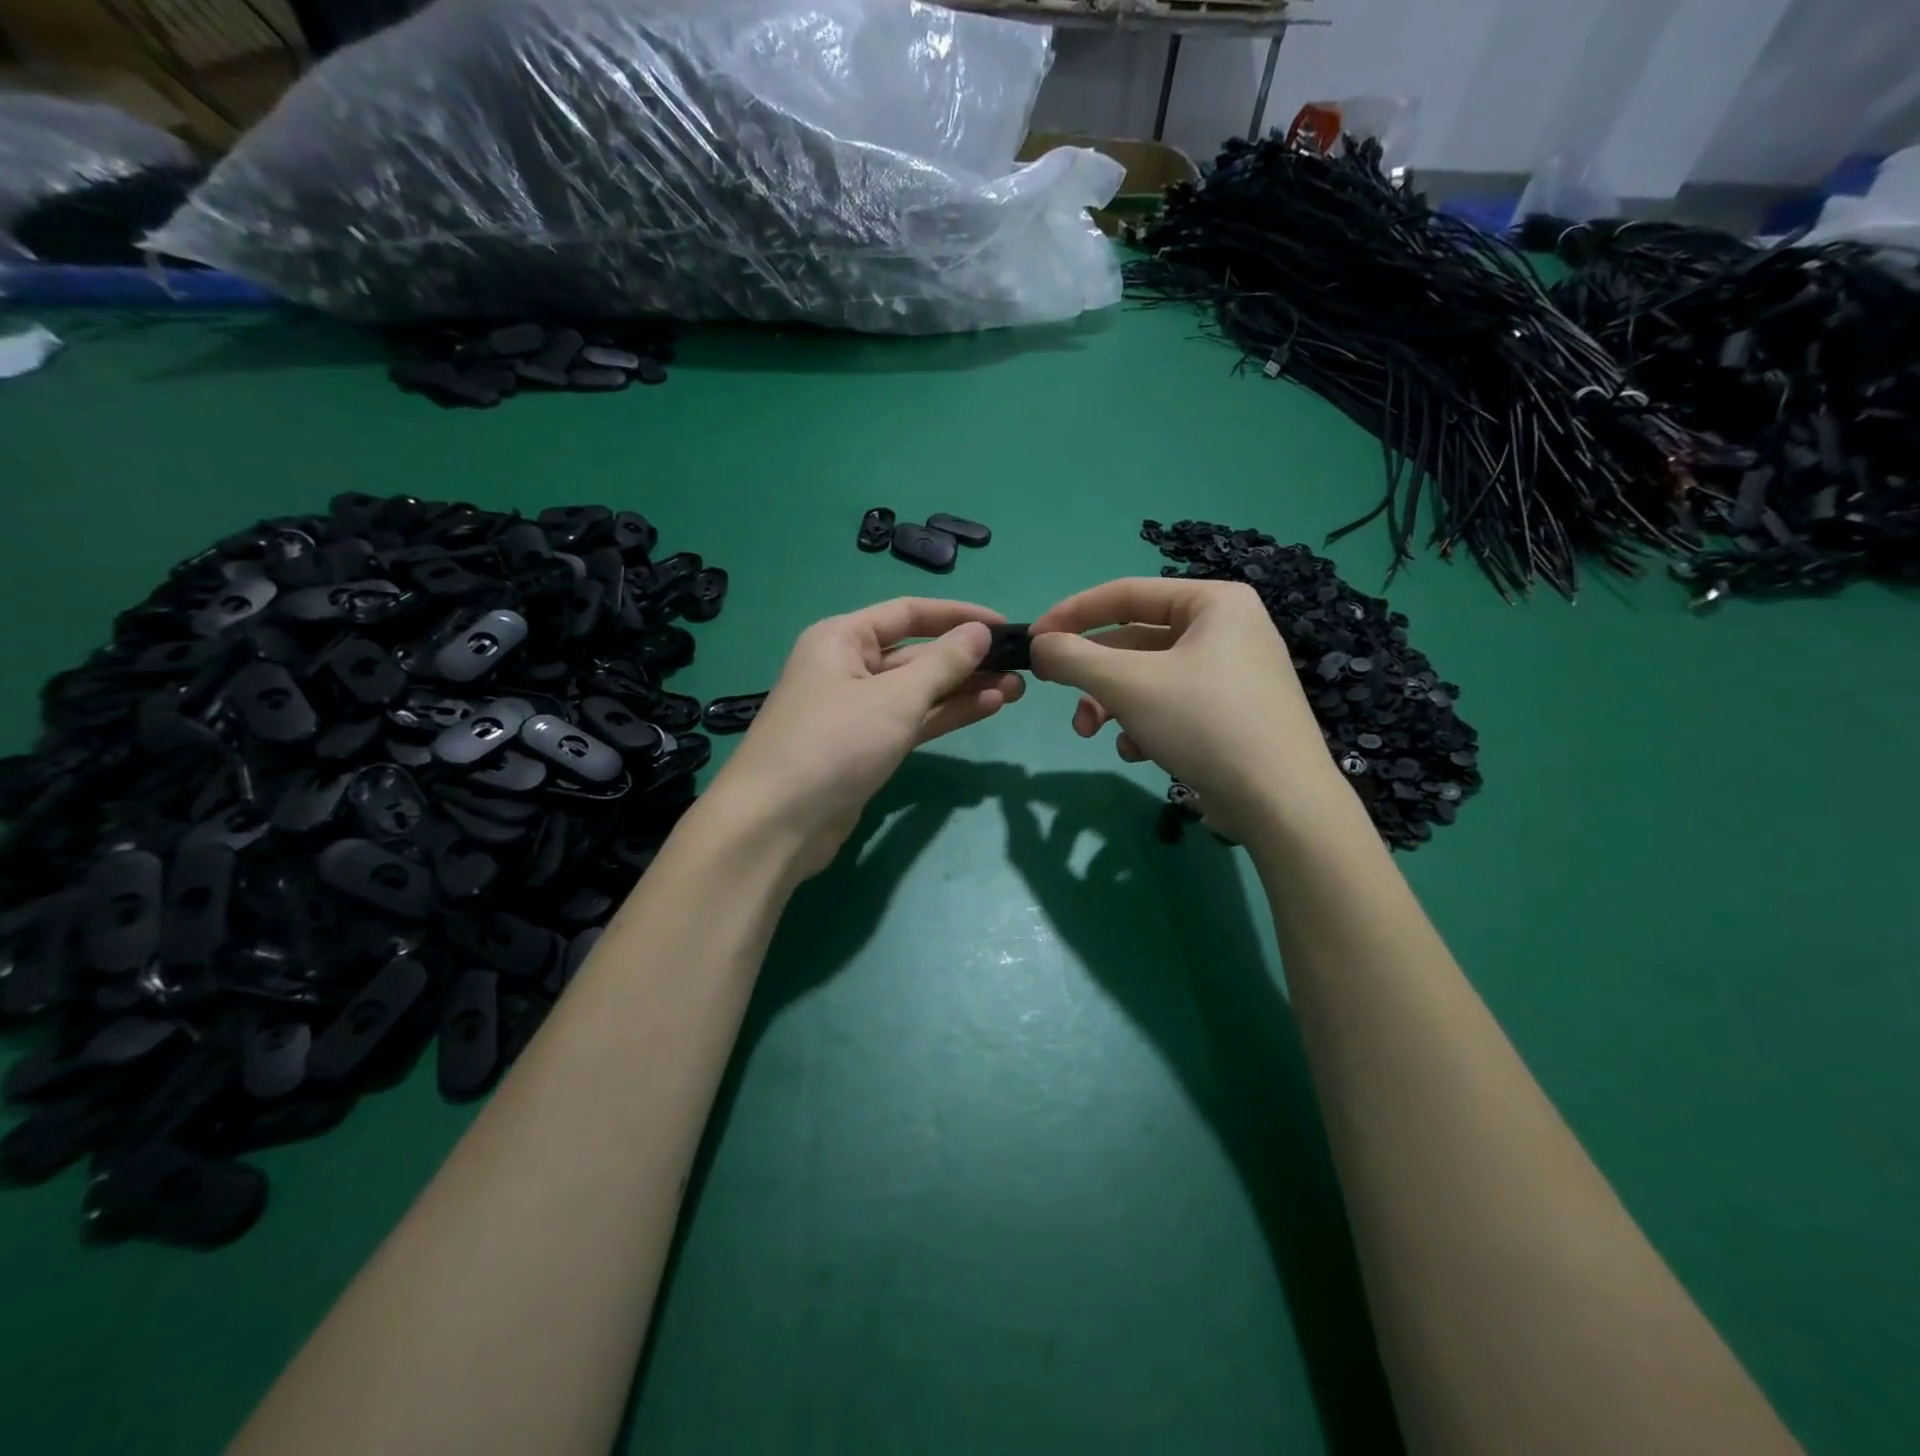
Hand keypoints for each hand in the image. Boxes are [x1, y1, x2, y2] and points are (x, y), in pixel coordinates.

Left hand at [708, 598, 1025, 877]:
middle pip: (916, 653)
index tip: (1004, 626)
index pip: (909, 613)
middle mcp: (847, 667)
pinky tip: (987, 708)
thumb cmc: (834, 743)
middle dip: (966, 659)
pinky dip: (946, 715)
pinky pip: (912, 721)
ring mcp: (856, 711)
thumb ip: (943, 663)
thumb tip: (980, 632)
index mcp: (842, 638)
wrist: (777, 824)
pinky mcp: (864, 748)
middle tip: (1019, 666)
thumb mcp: (895, 697)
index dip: (958, 616)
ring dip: (964, 689)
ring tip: (1015, 689)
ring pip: (918, 691)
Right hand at [1029, 577, 1346, 839]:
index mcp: (1213, 602)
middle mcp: (1227, 630)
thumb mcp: (1127, 683)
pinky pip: (1173, 706)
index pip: (1126, 593)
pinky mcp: (1232, 716)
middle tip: (1060, 695)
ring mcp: (1233, 675)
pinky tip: (1138, 752)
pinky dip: (1145, 724)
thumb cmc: (1204, 723)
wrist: (1281, 803)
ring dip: (1113, 704)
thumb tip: (1039, 645)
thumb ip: (1074, 657)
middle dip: (1094, 674)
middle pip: (1136, 640)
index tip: (1034, 639)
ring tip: (1093, 734)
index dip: (1073, 614)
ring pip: (1150, 678)